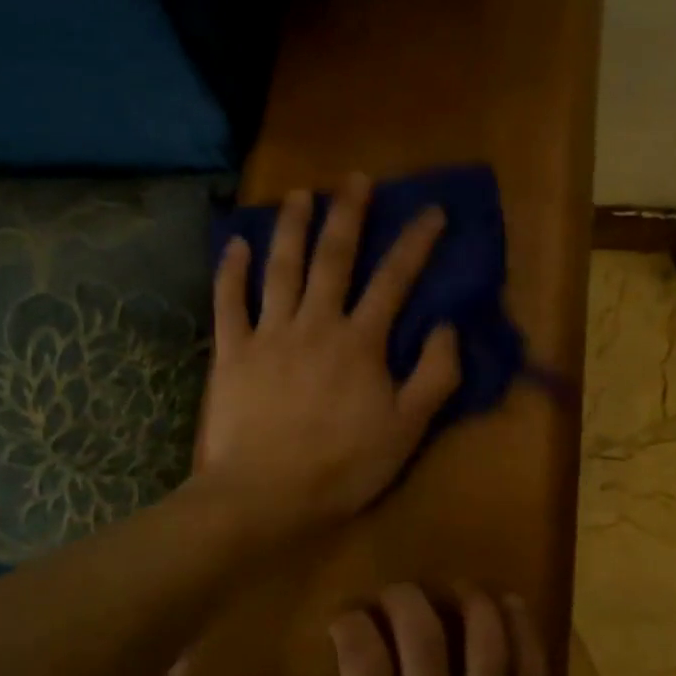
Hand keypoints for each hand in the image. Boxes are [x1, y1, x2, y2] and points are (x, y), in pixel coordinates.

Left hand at [197, 173, 460, 538]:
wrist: (264, 496)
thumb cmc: (341, 468)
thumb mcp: (406, 430)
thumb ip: (434, 376)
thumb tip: (446, 326)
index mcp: (360, 342)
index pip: (394, 280)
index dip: (416, 243)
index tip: (432, 211)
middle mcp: (315, 324)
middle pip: (333, 259)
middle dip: (348, 215)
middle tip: (355, 179)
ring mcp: (268, 335)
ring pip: (280, 268)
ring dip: (291, 228)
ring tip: (299, 194)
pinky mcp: (231, 353)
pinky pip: (228, 302)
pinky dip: (230, 270)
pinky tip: (235, 243)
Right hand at [272, 585, 564, 675]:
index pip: (363, 658)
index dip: (351, 624)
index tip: (346, 621)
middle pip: (423, 635)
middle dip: (404, 598)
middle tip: (395, 595)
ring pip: (485, 644)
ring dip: (469, 602)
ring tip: (456, 587)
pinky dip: (523, 632)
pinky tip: (510, 606)